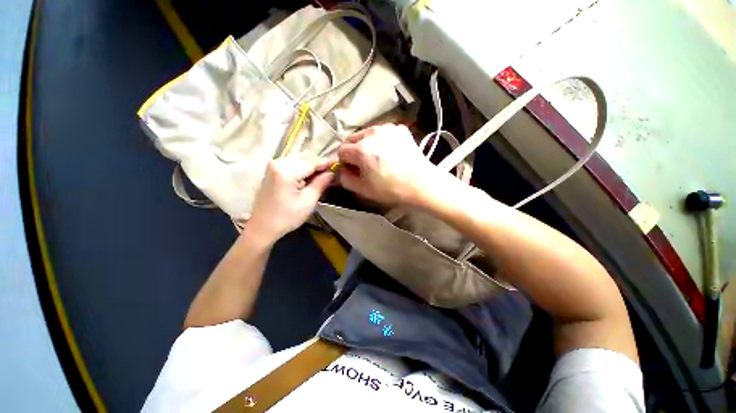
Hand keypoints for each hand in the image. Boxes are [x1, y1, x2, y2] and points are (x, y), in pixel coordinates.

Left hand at [248, 154, 334, 242]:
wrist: (262, 227)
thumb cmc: (286, 217)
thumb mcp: (308, 202)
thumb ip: (321, 184)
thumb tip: (332, 173)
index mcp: (286, 171)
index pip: (312, 161)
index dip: (327, 163)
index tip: (339, 165)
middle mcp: (278, 162)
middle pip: (305, 156)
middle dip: (320, 163)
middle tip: (331, 173)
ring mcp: (273, 165)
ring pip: (300, 158)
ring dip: (312, 165)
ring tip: (322, 176)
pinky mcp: (272, 170)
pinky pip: (293, 163)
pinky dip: (303, 167)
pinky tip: (309, 177)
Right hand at [337, 124, 439, 205]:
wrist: (422, 183)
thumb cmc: (392, 189)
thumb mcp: (364, 189)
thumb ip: (345, 179)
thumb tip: (340, 170)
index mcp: (361, 149)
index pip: (341, 150)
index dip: (344, 162)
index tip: (352, 170)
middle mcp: (372, 133)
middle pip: (352, 139)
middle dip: (354, 151)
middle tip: (364, 164)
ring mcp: (388, 128)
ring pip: (367, 134)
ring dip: (367, 144)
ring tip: (378, 157)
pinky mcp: (400, 129)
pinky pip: (382, 132)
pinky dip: (381, 140)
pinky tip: (390, 152)